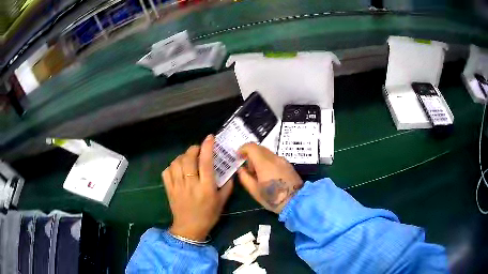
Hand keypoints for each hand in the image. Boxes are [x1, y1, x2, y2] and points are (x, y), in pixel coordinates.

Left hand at [162, 135, 232, 241]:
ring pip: (177, 163)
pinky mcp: (169, 189)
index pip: (206, 162)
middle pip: (189, 159)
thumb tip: (229, 172)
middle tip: (198, 149)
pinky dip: (172, 165)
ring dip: (183, 156)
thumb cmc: (208, 215)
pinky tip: (177, 167)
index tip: (210, 137)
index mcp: (206, 187)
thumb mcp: (222, 202)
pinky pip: (167, 171)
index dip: (208, 147)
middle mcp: (191, 184)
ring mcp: (177, 186)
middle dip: (193, 149)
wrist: (189, 229)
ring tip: (188, 158)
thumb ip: (227, 186)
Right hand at [237, 143, 302, 213]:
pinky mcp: (288, 165)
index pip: (251, 147)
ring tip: (258, 174)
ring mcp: (283, 160)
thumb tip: (241, 169)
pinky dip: (268, 162)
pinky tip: (268, 175)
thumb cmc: (273, 198)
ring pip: (268, 153)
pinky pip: (275, 158)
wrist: (295, 202)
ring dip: (259, 159)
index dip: (242, 149)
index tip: (238, 156)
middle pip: (260, 148)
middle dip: (251, 154)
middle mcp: (274, 158)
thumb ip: (245, 177)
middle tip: (248, 168)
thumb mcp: (254, 191)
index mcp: (264, 163)